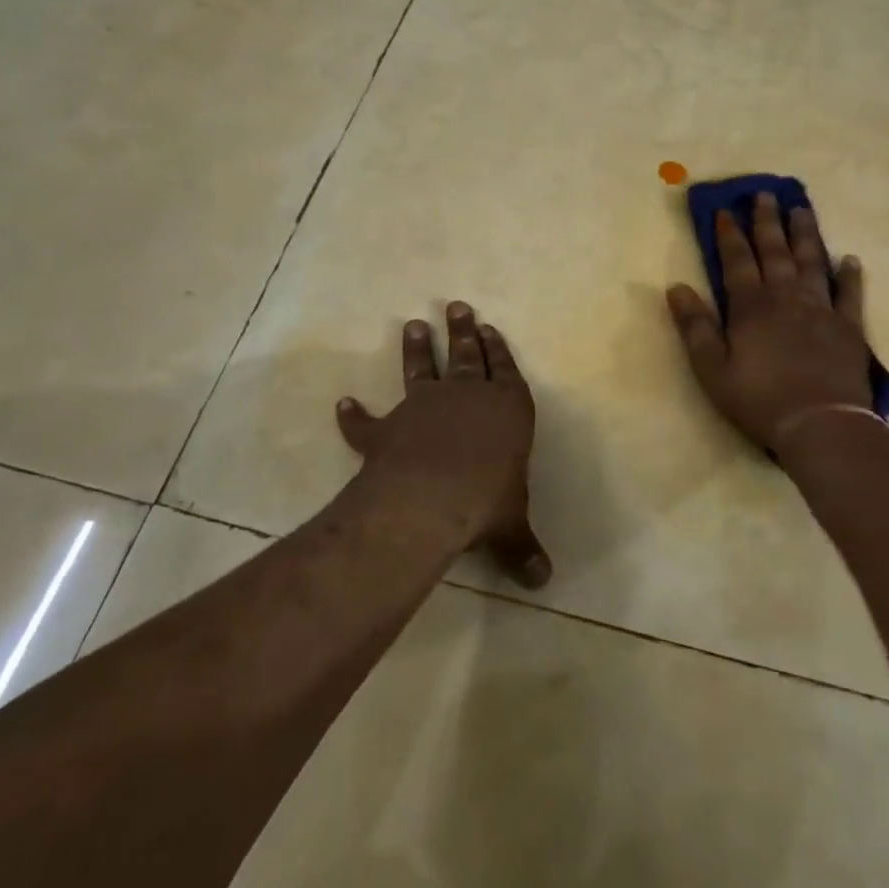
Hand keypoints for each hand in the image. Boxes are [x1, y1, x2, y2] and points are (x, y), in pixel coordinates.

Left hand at [335, 302, 551, 588]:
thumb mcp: (511, 528)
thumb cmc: (487, 501)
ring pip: (421, 369)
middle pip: (466, 355)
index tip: (489, 327)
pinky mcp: (389, 428)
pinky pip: (368, 420)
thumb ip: (523, 548)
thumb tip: (544, 582)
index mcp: (507, 408)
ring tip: (413, 324)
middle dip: (462, 331)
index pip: (504, 369)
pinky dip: (355, 413)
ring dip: (417, 349)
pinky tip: (344, 403)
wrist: (431, 498)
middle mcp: (467, 397)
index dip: (498, 349)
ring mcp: (425, 407)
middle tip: (457, 305)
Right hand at [666, 192, 871, 453]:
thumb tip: (676, 287)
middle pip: (775, 252)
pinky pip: (850, 293)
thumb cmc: (759, 399)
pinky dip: (850, 275)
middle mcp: (786, 297)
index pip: (736, 261)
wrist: (821, 424)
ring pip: (812, 261)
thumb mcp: (712, 368)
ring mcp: (821, 309)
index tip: (726, 211)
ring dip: (806, 234)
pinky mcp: (849, 327)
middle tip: (766, 194)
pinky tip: (850, 259)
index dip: (730, 235)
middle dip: (767, 222)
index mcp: (751, 306)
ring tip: (802, 210)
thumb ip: (695, 327)